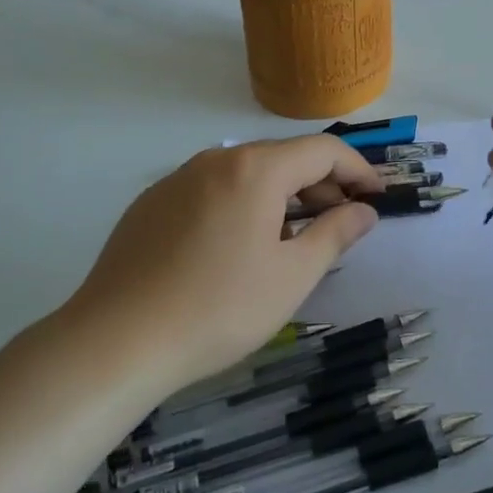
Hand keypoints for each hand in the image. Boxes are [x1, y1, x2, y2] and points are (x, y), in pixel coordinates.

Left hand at [59, 137, 381, 394]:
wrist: (115, 342)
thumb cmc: (218, 308)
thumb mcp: (292, 276)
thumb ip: (335, 234)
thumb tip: (364, 211)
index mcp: (255, 169)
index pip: (323, 151)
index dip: (358, 170)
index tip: (378, 198)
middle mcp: (216, 160)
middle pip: (284, 158)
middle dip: (321, 186)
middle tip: (340, 225)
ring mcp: (178, 179)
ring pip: (246, 174)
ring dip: (282, 197)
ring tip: (292, 241)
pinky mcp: (151, 203)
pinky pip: (213, 190)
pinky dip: (242, 205)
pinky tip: (237, 249)